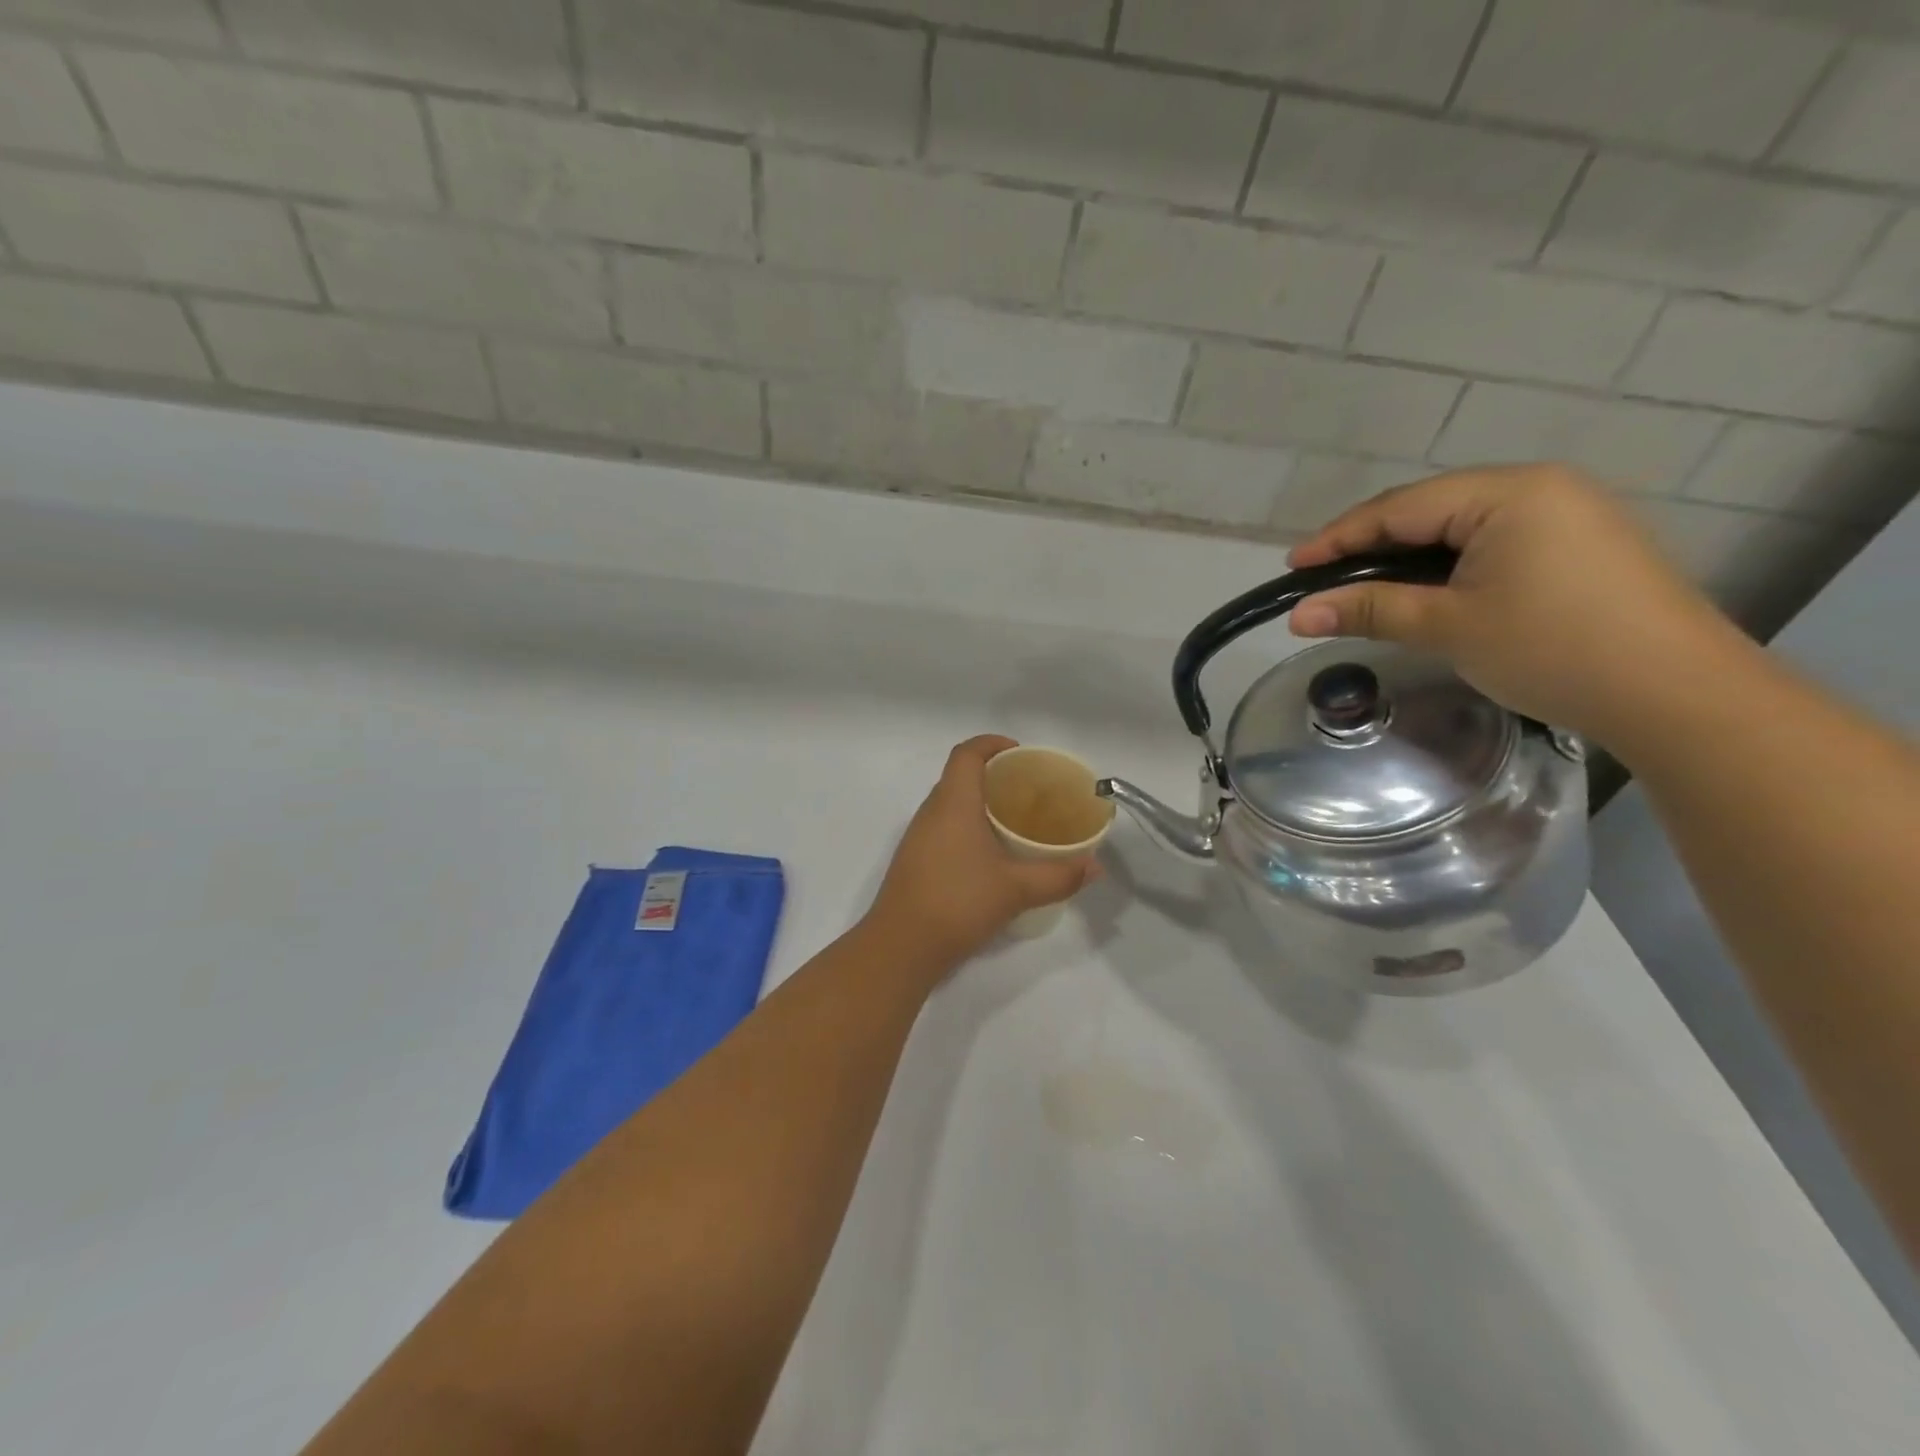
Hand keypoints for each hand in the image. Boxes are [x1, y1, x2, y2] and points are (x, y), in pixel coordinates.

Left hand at [867, 736, 1099, 965]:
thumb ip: (1059, 876)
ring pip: (950, 804)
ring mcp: (918, 837)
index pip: (967, 754)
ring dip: (980, 803)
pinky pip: (944, 828)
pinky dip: (968, 827)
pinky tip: (991, 855)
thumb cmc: (958, 902)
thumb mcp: (1016, 889)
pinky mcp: (915, 861)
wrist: (901, 946)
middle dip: (993, 775)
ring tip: (1015, 821)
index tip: (1020, 754)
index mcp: (953, 803)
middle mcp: (931, 812)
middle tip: (1028, 791)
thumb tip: (1095, 867)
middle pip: (959, 776)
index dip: (992, 744)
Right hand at [1286, 465, 1736, 746]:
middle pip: (1429, 510)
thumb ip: (1370, 610)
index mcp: (1509, 493)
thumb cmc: (1553, 649)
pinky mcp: (1578, 546)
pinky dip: (1446, 566)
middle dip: (1370, 545)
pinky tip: (1425, 591)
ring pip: (1459, 527)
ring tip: (1363, 588)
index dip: (1339, 537)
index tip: (1292, 566)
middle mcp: (1539, 488)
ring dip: (1407, 557)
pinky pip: (1491, 543)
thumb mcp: (1449, 627)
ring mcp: (1566, 514)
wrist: (1676, 693)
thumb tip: (1298, 614)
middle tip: (1322, 580)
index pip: (1400, 507)